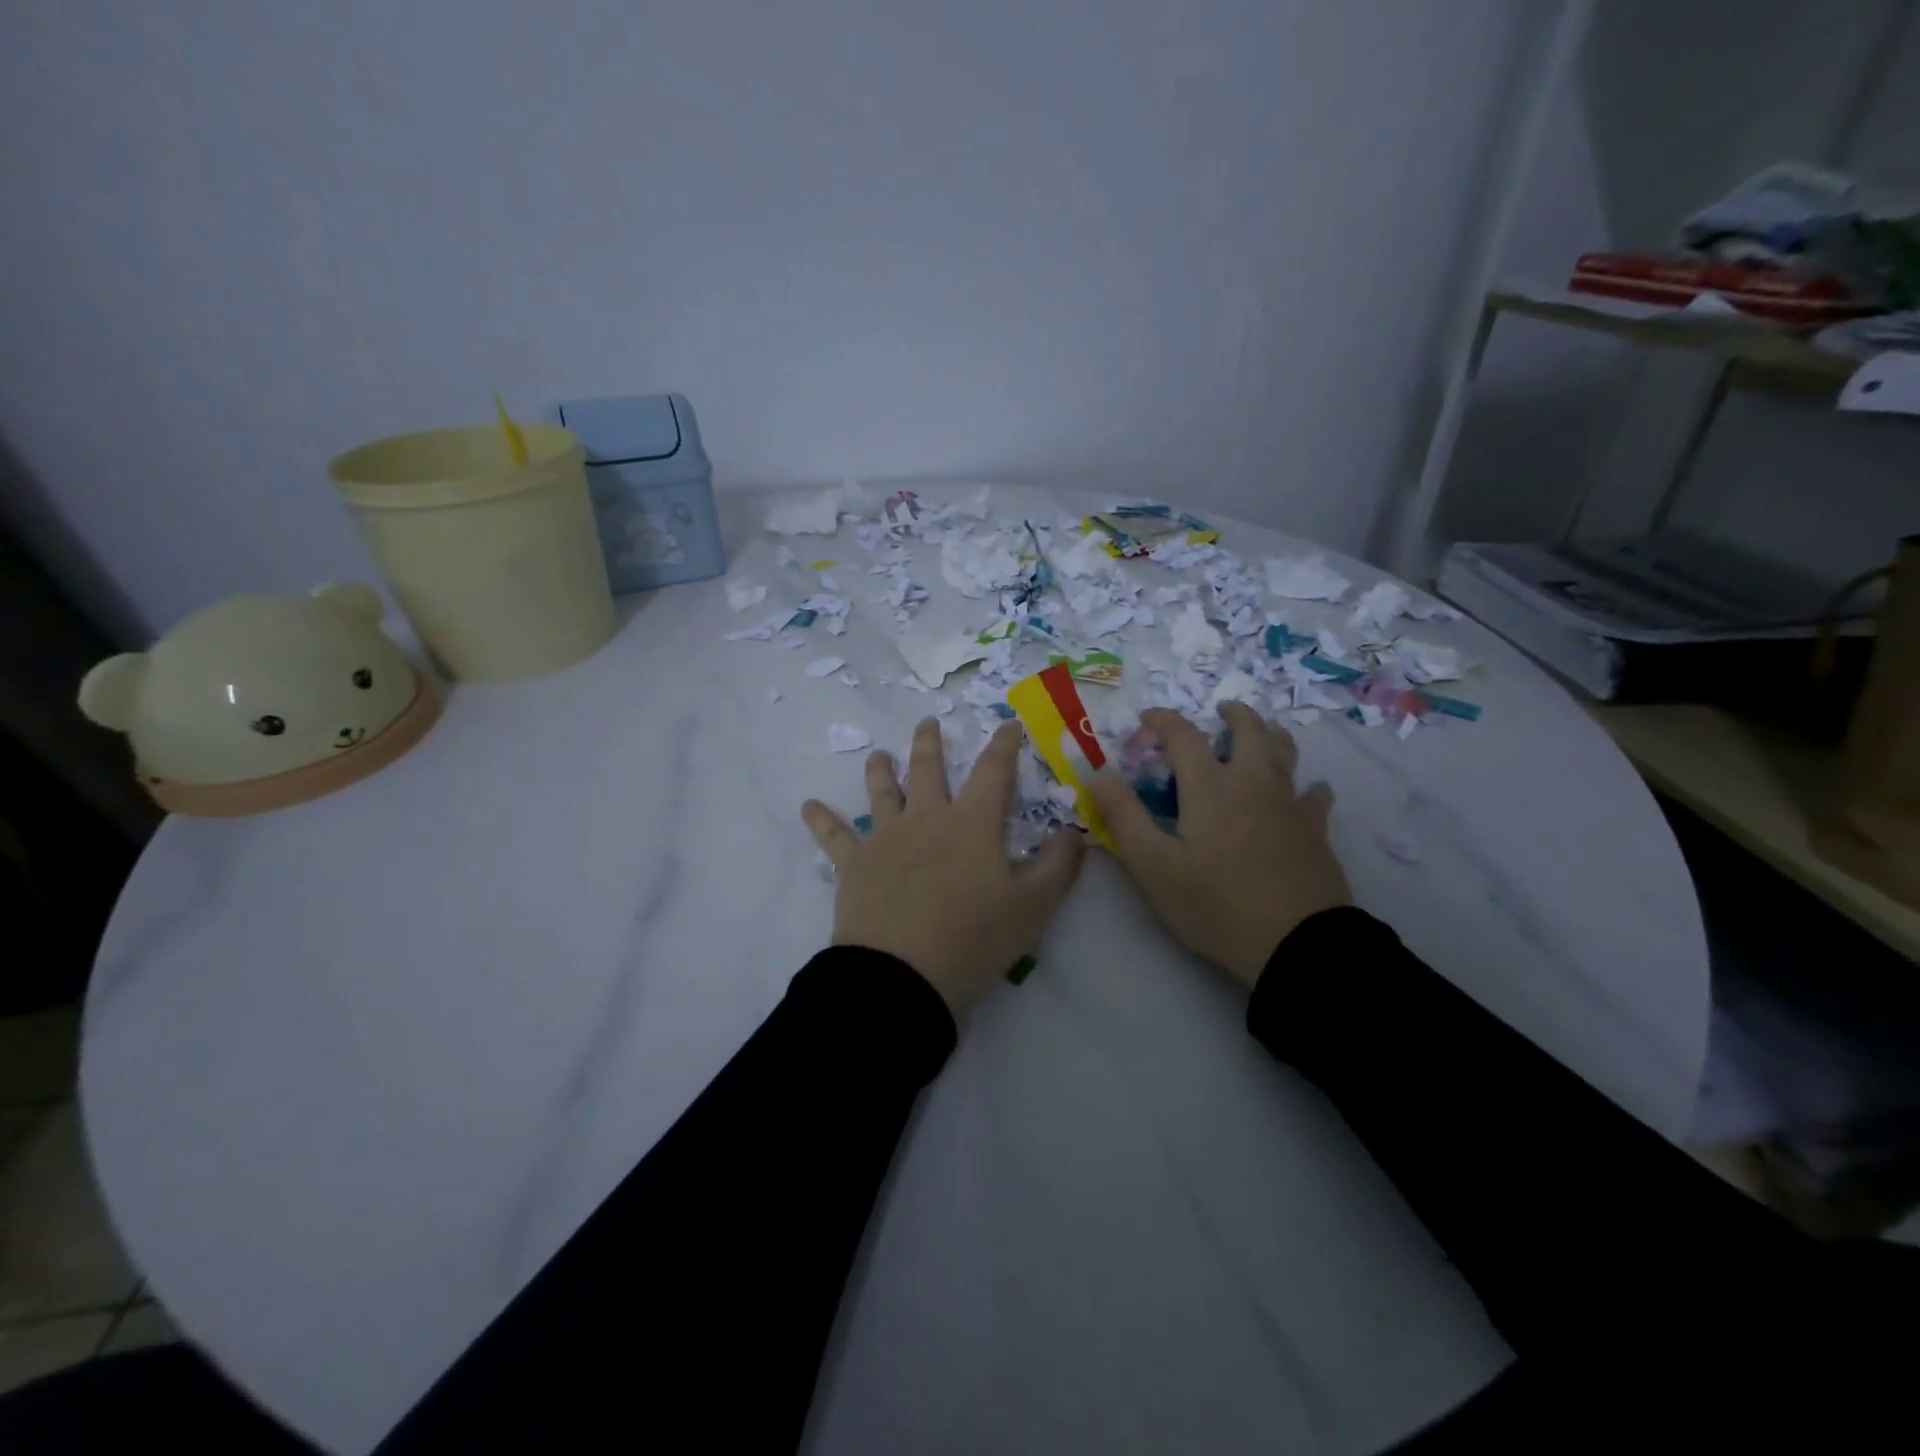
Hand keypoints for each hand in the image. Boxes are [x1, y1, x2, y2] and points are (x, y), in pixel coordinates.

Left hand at [803, 718, 1086, 1016]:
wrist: (902, 975)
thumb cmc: (973, 939)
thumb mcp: (1033, 907)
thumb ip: (1059, 865)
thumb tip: (1074, 830)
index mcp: (972, 823)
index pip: (993, 771)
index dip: (1003, 745)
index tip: (1008, 725)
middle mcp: (927, 818)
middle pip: (928, 769)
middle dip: (930, 743)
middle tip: (928, 723)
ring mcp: (885, 838)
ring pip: (881, 791)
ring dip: (881, 769)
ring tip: (879, 754)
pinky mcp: (854, 865)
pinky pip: (833, 835)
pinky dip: (821, 819)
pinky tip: (808, 806)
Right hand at [1085, 703, 1351, 989]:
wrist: (1297, 945)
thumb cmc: (1216, 905)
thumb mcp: (1154, 866)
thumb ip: (1123, 816)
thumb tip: (1098, 773)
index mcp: (1210, 787)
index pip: (1184, 736)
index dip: (1162, 721)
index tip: (1146, 720)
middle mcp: (1253, 782)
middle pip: (1248, 730)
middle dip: (1231, 714)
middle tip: (1219, 711)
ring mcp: (1290, 804)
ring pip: (1285, 752)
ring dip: (1269, 735)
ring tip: (1259, 735)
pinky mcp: (1316, 830)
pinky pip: (1315, 794)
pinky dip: (1307, 785)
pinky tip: (1306, 791)